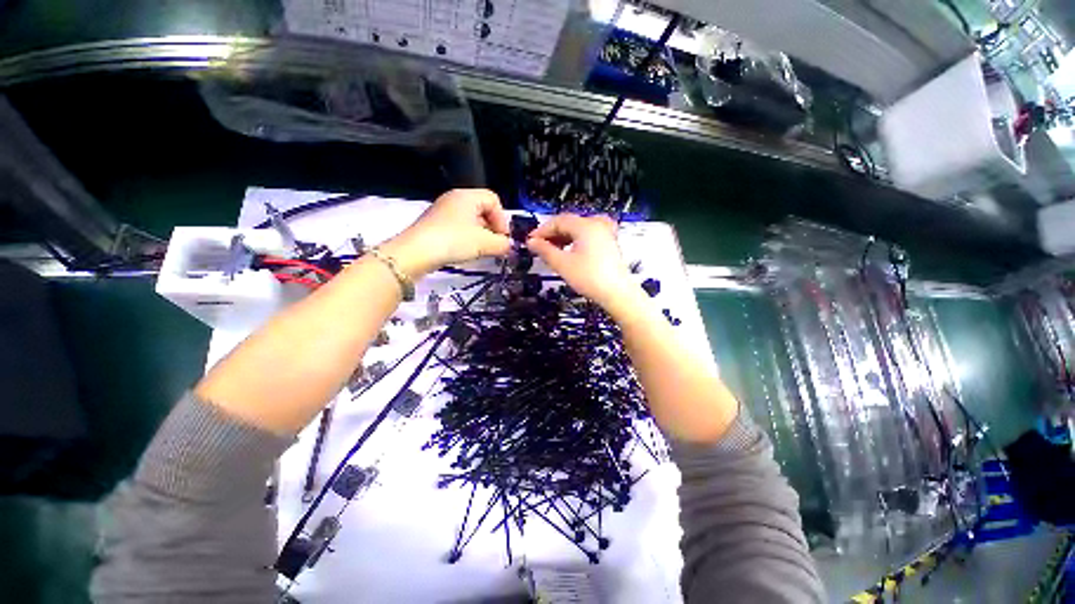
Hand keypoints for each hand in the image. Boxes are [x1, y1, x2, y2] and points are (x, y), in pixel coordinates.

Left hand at [381, 189, 511, 277]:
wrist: (416, 252)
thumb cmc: (454, 241)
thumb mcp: (484, 243)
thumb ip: (502, 244)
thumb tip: (509, 246)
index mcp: (467, 196)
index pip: (494, 200)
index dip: (502, 219)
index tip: (502, 238)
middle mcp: (454, 199)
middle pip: (483, 209)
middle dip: (492, 228)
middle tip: (494, 245)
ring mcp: (443, 211)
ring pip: (471, 220)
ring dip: (480, 235)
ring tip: (481, 251)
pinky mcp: (435, 224)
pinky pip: (458, 227)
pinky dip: (467, 238)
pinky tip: (466, 251)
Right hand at [525, 214, 638, 314]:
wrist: (617, 294)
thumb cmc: (590, 278)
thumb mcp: (562, 264)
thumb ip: (544, 250)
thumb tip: (532, 242)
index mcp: (586, 225)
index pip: (558, 221)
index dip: (542, 230)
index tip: (530, 241)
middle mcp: (597, 224)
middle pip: (568, 223)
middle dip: (552, 234)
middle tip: (539, 247)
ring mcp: (605, 232)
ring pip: (577, 229)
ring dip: (562, 238)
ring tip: (551, 251)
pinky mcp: (608, 242)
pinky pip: (587, 235)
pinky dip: (574, 241)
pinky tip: (568, 252)